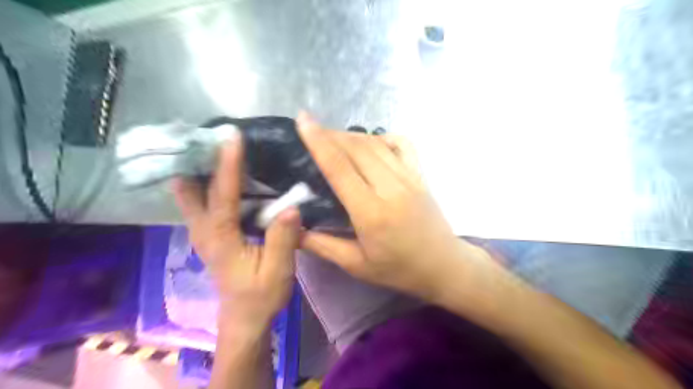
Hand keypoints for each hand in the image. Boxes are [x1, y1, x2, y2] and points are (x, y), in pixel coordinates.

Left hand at [171, 134, 298, 333]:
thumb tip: (291, 207)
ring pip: (191, 196)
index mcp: (221, 238)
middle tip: (207, 135)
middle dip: (195, 161)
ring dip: (197, 171)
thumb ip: (282, 239)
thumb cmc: (261, 296)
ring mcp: (203, 234)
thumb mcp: (278, 271)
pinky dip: (204, 184)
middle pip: (192, 190)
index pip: (223, 195)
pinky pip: (201, 203)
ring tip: (210, 146)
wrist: (244, 319)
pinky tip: (218, 174)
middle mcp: (204, 232)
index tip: (232, 137)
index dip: (228, 165)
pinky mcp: (210, 235)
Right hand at [294, 113, 492, 300]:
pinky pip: (402, 144)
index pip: (340, 167)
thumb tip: (293, 230)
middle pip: (356, 148)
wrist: (443, 265)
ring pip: (376, 143)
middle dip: (330, 134)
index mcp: (371, 212)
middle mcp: (391, 187)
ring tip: (333, 136)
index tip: (303, 120)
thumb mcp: (357, 265)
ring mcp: (409, 177)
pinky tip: (371, 142)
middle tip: (311, 130)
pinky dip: (383, 137)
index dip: (318, 141)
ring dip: (351, 135)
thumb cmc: (398, 269)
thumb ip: (322, 246)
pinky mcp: (420, 175)